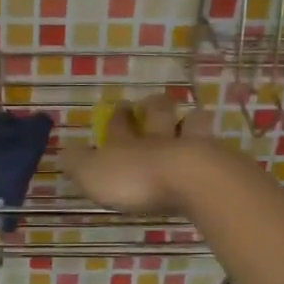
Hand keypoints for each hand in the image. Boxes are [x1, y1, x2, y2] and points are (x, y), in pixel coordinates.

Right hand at [62, 93, 219, 214]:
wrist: (191, 181)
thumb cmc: (136, 178)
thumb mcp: (93, 174)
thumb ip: (78, 164)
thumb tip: (64, 152)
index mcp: (126, 141)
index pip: (119, 123)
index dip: (117, 116)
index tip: (118, 107)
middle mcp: (159, 138)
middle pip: (158, 114)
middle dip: (154, 106)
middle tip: (154, 102)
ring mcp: (192, 147)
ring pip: (192, 124)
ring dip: (190, 121)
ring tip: (191, 119)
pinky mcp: (219, 163)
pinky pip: (215, 150)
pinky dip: (213, 150)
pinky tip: (215, 154)